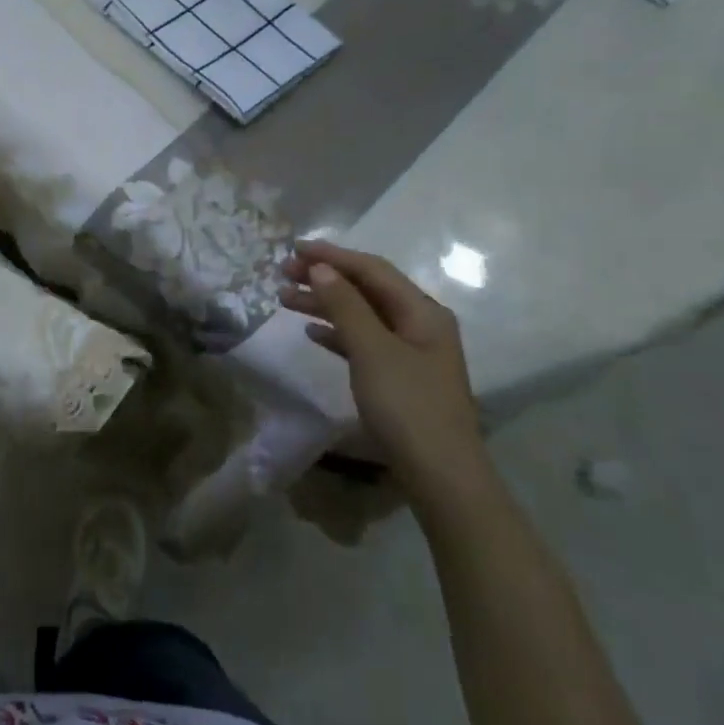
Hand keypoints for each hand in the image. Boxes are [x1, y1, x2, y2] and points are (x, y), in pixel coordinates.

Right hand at [280, 241, 487, 505]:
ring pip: (361, 315)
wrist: (441, 476)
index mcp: (422, 311)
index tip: (294, 248)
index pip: (372, 269)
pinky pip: (363, 342)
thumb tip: (320, 268)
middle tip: (282, 273)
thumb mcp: (372, 350)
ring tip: (284, 300)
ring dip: (325, 304)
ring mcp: (411, 352)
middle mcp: (420, 324)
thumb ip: (345, 305)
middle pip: (366, 289)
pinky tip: (311, 333)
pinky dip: (337, 333)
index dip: (332, 256)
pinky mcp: (399, 377)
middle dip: (324, 278)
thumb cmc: (407, 406)